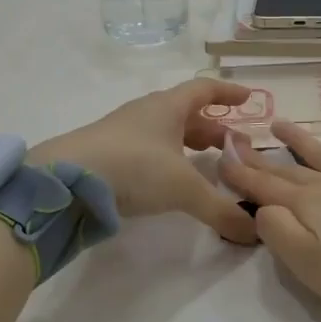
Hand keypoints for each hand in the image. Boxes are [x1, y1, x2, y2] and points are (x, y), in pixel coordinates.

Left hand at [33, 79, 258, 243]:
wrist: (65, 180)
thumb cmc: (134, 167)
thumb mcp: (184, 189)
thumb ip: (220, 209)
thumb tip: (255, 232)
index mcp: (168, 107)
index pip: (204, 89)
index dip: (228, 94)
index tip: (248, 98)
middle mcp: (146, 113)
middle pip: (186, 114)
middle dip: (213, 129)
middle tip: (234, 147)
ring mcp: (123, 133)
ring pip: (165, 133)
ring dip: (189, 145)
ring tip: (207, 165)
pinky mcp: (107, 154)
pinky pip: (148, 151)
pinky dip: (167, 160)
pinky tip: (170, 181)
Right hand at [219, 118, 320, 321]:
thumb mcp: (307, 264)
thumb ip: (279, 232)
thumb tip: (265, 208)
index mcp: (308, 206)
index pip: (264, 187)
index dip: (240, 173)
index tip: (219, 156)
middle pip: (291, 170)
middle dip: (261, 157)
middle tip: (238, 139)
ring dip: (304, 141)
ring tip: (281, 124)